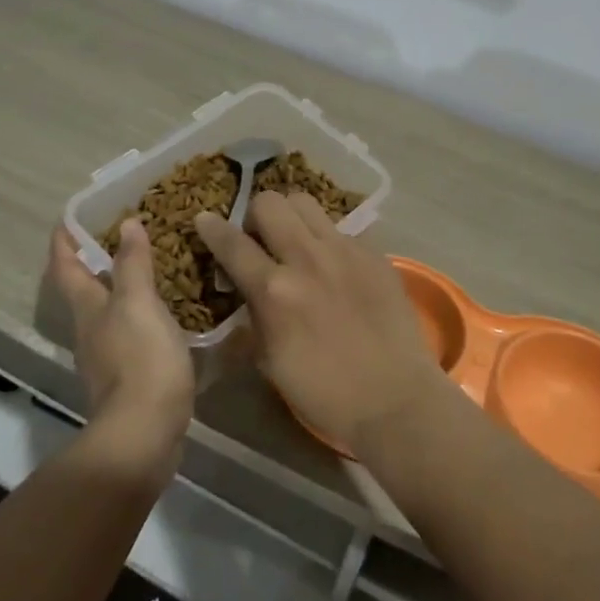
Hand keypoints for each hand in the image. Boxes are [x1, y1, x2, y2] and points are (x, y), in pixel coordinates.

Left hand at [49, 221, 195, 476]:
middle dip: (93, 262)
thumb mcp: (139, 303)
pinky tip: (164, 313)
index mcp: (88, 308)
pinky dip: (140, 315)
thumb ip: (133, 264)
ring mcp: (107, 357)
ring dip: (120, 288)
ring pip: (107, 312)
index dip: (63, 242)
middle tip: (118, 236)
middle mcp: (90, 330)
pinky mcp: (129, 377)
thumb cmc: (141, 359)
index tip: (67, 219)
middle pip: (83, 290)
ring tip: (148, 268)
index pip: (66, 267)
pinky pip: (130, 334)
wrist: (144, 433)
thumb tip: (126, 224)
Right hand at [194, 192, 449, 454]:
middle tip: (260, 238)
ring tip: (295, 240)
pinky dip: (327, 239)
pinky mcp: (373, 253)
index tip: (204, 219)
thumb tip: (242, 292)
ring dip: (291, 216)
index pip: (232, 243)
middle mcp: (306, 258)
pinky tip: (334, 265)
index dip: (212, 227)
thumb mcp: (270, 362)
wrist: (395, 398)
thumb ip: (252, 318)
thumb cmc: (325, 392)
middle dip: (256, 215)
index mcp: (274, 290)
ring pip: (305, 202)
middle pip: (270, 203)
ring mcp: (344, 250)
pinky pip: (340, 228)